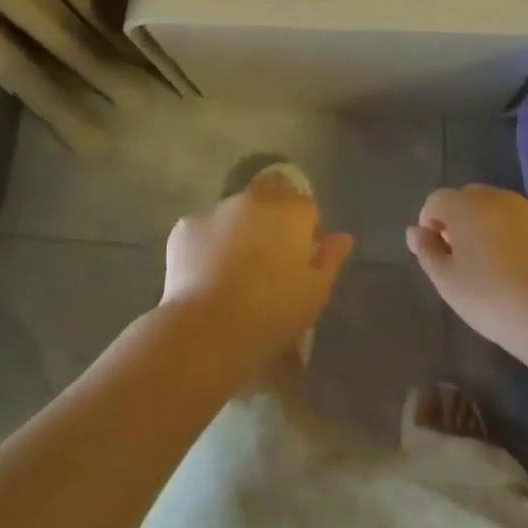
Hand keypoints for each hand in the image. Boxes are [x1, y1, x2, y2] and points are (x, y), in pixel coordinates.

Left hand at [162, 174, 353, 371]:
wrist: (206, 331)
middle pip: (271, 196)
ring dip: (241, 229)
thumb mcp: (314, 294)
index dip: (306, 231)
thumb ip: (330, 259)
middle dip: (274, 218)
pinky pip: (206, 230)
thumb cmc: (271, 314)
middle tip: (270, 259)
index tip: (301, 259)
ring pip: (236, 212)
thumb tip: (341, 238)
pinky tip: (208, 275)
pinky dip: (210, 244)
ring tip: (235, 270)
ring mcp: (217, 208)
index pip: (306, 206)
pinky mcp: (187, 225)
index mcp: (290, 211)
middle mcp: (254, 198)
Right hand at [407, 186, 527, 351]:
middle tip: (465, 259)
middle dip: (462, 221)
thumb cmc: (493, 300)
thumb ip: (427, 252)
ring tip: (499, 266)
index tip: (436, 252)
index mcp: (465, 205)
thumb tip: (415, 231)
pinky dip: (525, 238)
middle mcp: (498, 197)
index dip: (430, 222)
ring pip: (503, 210)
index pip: (436, 200)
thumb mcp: (448, 283)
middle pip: (470, 199)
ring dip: (493, 227)